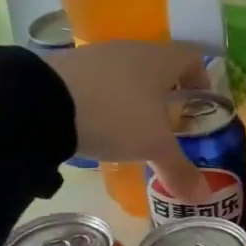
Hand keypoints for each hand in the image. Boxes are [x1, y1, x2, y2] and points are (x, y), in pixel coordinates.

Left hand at [46, 41, 210, 198]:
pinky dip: (105, 99)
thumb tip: (204, 196)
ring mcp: (97, 55)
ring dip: (134, 96)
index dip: (202, 78)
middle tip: (169, 124)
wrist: (42, 102)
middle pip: (159, 65)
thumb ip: (179, 169)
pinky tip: (98, 125)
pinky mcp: (68, 67)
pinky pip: (98, 81)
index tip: (201, 104)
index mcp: (161, 60)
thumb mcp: (153, 147)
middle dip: (167, 93)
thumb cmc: (116, 116)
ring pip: (127, 73)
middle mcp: (132, 49)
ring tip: (132, 129)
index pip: (193, 57)